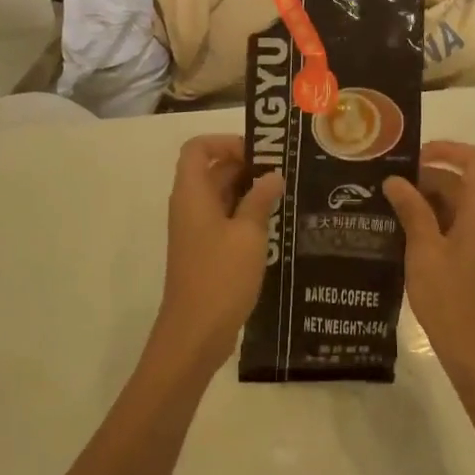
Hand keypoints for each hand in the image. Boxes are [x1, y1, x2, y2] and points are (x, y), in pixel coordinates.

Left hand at [148, 135, 283, 380]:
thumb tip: (272, 176)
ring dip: (248, 192)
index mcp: (192, 193)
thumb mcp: (248, 234)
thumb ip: (260, 200)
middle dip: (246, 166)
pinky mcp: (204, 251)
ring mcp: (195, 230)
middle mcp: (189, 206)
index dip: (225, 142)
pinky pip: (223, 220)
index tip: (259, 154)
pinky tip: (275, 225)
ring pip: (220, 196)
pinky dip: (245, 215)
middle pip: (211, 170)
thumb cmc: (220, 276)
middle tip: (284, 173)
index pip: (198, 148)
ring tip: (285, 195)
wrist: (195, 332)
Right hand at [382, 142, 474, 385]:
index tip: (412, 156)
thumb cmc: (452, 299)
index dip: (447, 149)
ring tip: (383, 208)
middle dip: (424, 178)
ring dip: (422, 202)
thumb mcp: (424, 251)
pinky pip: (450, 228)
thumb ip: (412, 211)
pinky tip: (397, 236)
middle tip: (384, 186)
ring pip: (453, 207)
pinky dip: (427, 224)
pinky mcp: (471, 262)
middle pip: (460, 183)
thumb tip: (396, 180)